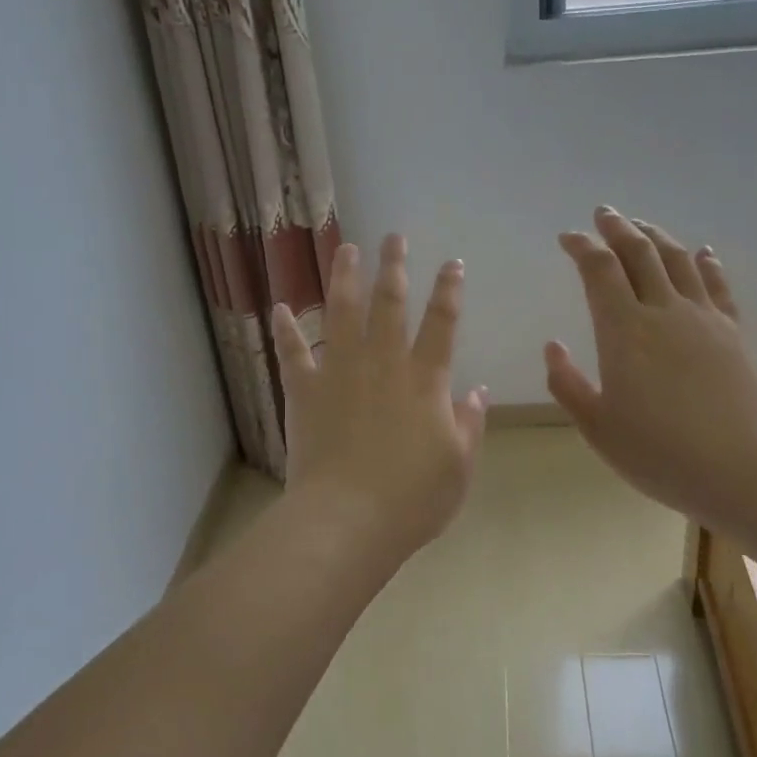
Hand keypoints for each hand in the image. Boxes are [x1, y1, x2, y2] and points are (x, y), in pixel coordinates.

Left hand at [272, 235, 488, 572]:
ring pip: (341, 313)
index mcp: (425, 381)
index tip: (453, 263)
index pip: (442, 323)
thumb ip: (469, 424)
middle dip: (393, 267)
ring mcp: (340, 373)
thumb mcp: (458, 466)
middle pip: (389, 304)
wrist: (347, 520)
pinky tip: (280, 307)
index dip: (450, 290)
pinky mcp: (305, 391)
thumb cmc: (412, 499)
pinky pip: (293, 353)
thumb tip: (477, 391)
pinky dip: (285, 330)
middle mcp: (383, 364)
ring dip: (343, 278)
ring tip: (344, 248)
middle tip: (393, 237)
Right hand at [545, 208, 756, 533]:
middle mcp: (664, 312)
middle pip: (640, 253)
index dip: (582, 247)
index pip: (600, 270)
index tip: (568, 237)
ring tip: (642, 226)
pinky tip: (702, 252)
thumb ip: (567, 384)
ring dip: (657, 237)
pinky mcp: (734, 332)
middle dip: (618, 228)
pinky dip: (705, 263)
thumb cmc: (659, 453)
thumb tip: (553, 346)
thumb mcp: (597, 427)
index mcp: (624, 332)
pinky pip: (718, 285)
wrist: (741, 469)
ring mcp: (705, 318)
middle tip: (604, 214)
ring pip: (678, 260)